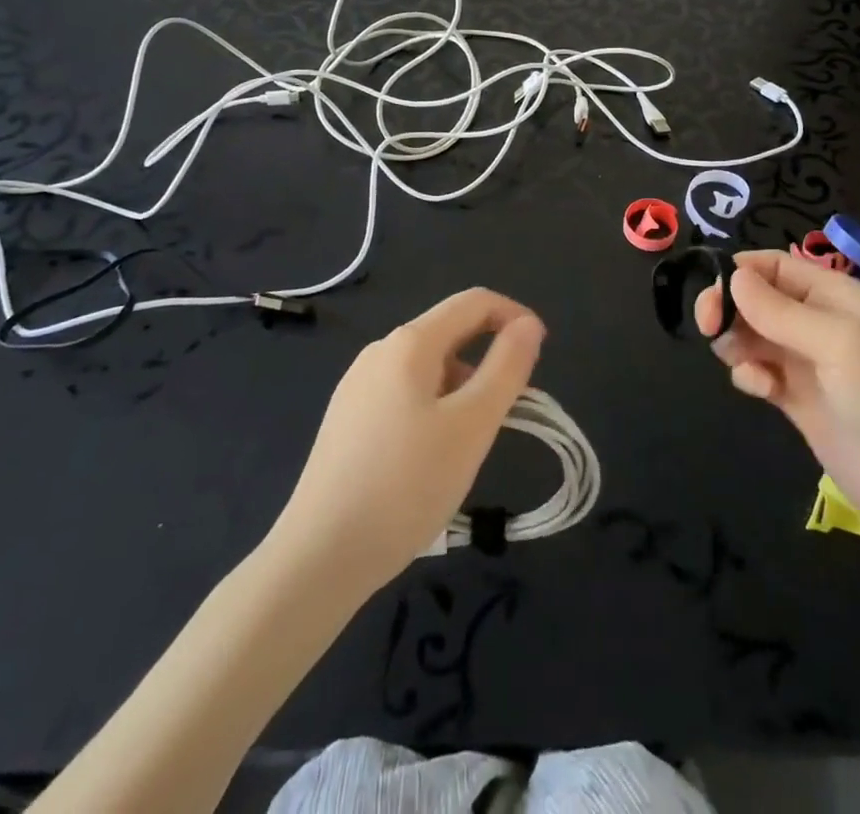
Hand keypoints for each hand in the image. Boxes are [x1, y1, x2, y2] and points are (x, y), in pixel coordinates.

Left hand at [269, 288, 544, 590]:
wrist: (318, 557)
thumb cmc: (406, 485)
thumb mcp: (472, 425)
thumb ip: (506, 367)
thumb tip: (528, 325)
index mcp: (410, 343)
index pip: (474, 302)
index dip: (515, 316)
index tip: (541, 354)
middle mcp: (380, 351)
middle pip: (450, 333)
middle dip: (489, 359)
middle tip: (509, 413)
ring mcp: (357, 385)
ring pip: (428, 368)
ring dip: (463, 388)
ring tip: (470, 444)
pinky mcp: (347, 419)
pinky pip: (405, 394)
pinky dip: (435, 408)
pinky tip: (430, 458)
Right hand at [696, 251, 859, 552]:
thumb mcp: (839, 343)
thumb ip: (781, 311)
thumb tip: (733, 276)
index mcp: (836, 297)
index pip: (776, 266)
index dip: (741, 272)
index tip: (713, 293)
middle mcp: (820, 324)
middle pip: (758, 299)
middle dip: (730, 307)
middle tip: (708, 328)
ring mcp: (810, 364)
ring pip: (754, 335)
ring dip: (736, 342)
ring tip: (741, 364)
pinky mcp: (800, 402)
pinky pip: (760, 372)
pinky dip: (750, 375)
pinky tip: (758, 389)